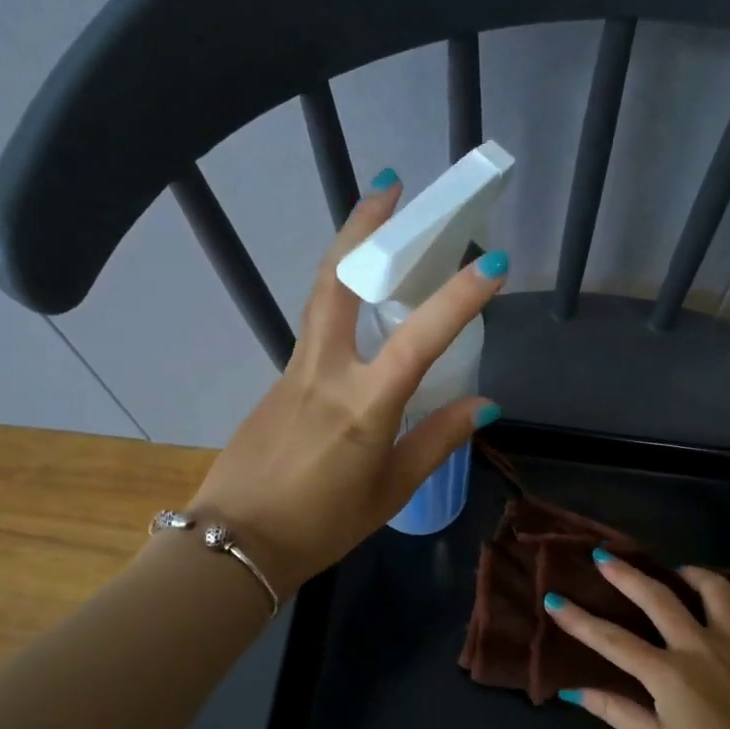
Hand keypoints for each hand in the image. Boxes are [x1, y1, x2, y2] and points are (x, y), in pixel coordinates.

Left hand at [188, 175, 506, 595]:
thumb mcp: (391, 491)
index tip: (493, 261)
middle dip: (364, 227)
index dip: (459, 298)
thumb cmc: (322, 526)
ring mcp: (292, 373)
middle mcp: (325, 373)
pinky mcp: (276, 385)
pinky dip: (337, 304)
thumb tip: (484, 405)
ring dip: (346, 253)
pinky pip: (313, 333)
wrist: (235, 542)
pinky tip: (356, 314)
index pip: (420, 338)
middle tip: (389, 186)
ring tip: (373, 226)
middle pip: (338, 281)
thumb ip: (437, 440)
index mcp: (364, 404)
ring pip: (319, 298)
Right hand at [547, 554, 729, 728]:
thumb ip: (615, 710)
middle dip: (625, 573)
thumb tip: (572, 691)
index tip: (555, 600)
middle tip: (604, 556)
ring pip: (715, 589)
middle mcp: (699, 646)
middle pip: (657, 597)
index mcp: (667, 672)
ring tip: (679, 573)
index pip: (612, 640)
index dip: (579, 620)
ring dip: (693, 574)